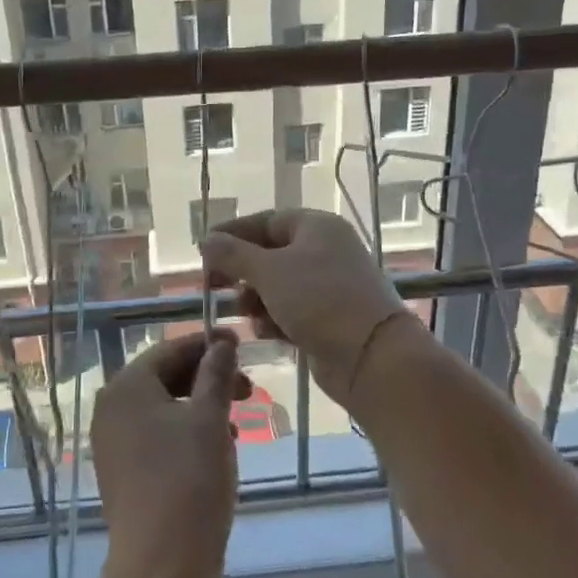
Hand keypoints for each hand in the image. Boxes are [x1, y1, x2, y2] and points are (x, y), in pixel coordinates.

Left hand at [91, 330, 245, 577]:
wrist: (162, 566)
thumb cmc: (189, 479)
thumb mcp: (211, 418)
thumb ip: (217, 373)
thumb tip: (222, 341)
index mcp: (127, 387)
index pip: (170, 349)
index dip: (208, 344)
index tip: (242, 343)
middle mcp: (111, 409)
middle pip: (164, 377)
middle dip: (207, 379)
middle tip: (248, 390)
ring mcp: (113, 444)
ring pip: (163, 409)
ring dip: (201, 408)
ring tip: (236, 424)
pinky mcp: (122, 473)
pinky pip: (156, 437)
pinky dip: (186, 434)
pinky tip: (215, 452)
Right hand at [200, 209, 419, 406]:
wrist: (372, 356)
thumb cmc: (319, 301)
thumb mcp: (269, 272)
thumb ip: (233, 254)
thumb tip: (207, 240)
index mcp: (316, 227)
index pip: (266, 221)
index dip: (233, 234)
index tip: (204, 251)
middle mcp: (325, 251)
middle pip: (271, 254)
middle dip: (242, 272)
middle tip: (215, 286)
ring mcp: (329, 286)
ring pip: (279, 285)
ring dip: (256, 298)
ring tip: (244, 312)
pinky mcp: (329, 318)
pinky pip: (292, 311)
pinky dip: (274, 318)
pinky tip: (265, 332)